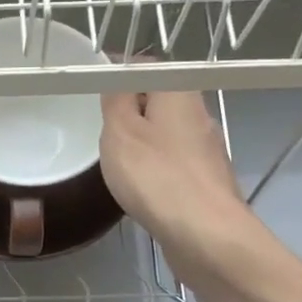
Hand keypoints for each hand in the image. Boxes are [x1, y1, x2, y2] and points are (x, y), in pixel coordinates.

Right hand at [99, 89, 250, 272]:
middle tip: (102, 129)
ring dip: (143, 142)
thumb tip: (118, 77)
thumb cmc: (157, 177)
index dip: (118, 72)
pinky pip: (175, 163)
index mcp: (179, 93)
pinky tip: (142, 188)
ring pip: (167, 134)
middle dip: (130, 111)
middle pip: (159, 100)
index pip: (145, 66)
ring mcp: (206, 150)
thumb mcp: (120, 131)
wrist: (206, 235)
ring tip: (117, 161)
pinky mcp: (207, 181)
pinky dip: (156, 169)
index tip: (94, 89)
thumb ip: (116, 100)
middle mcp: (199, 114)